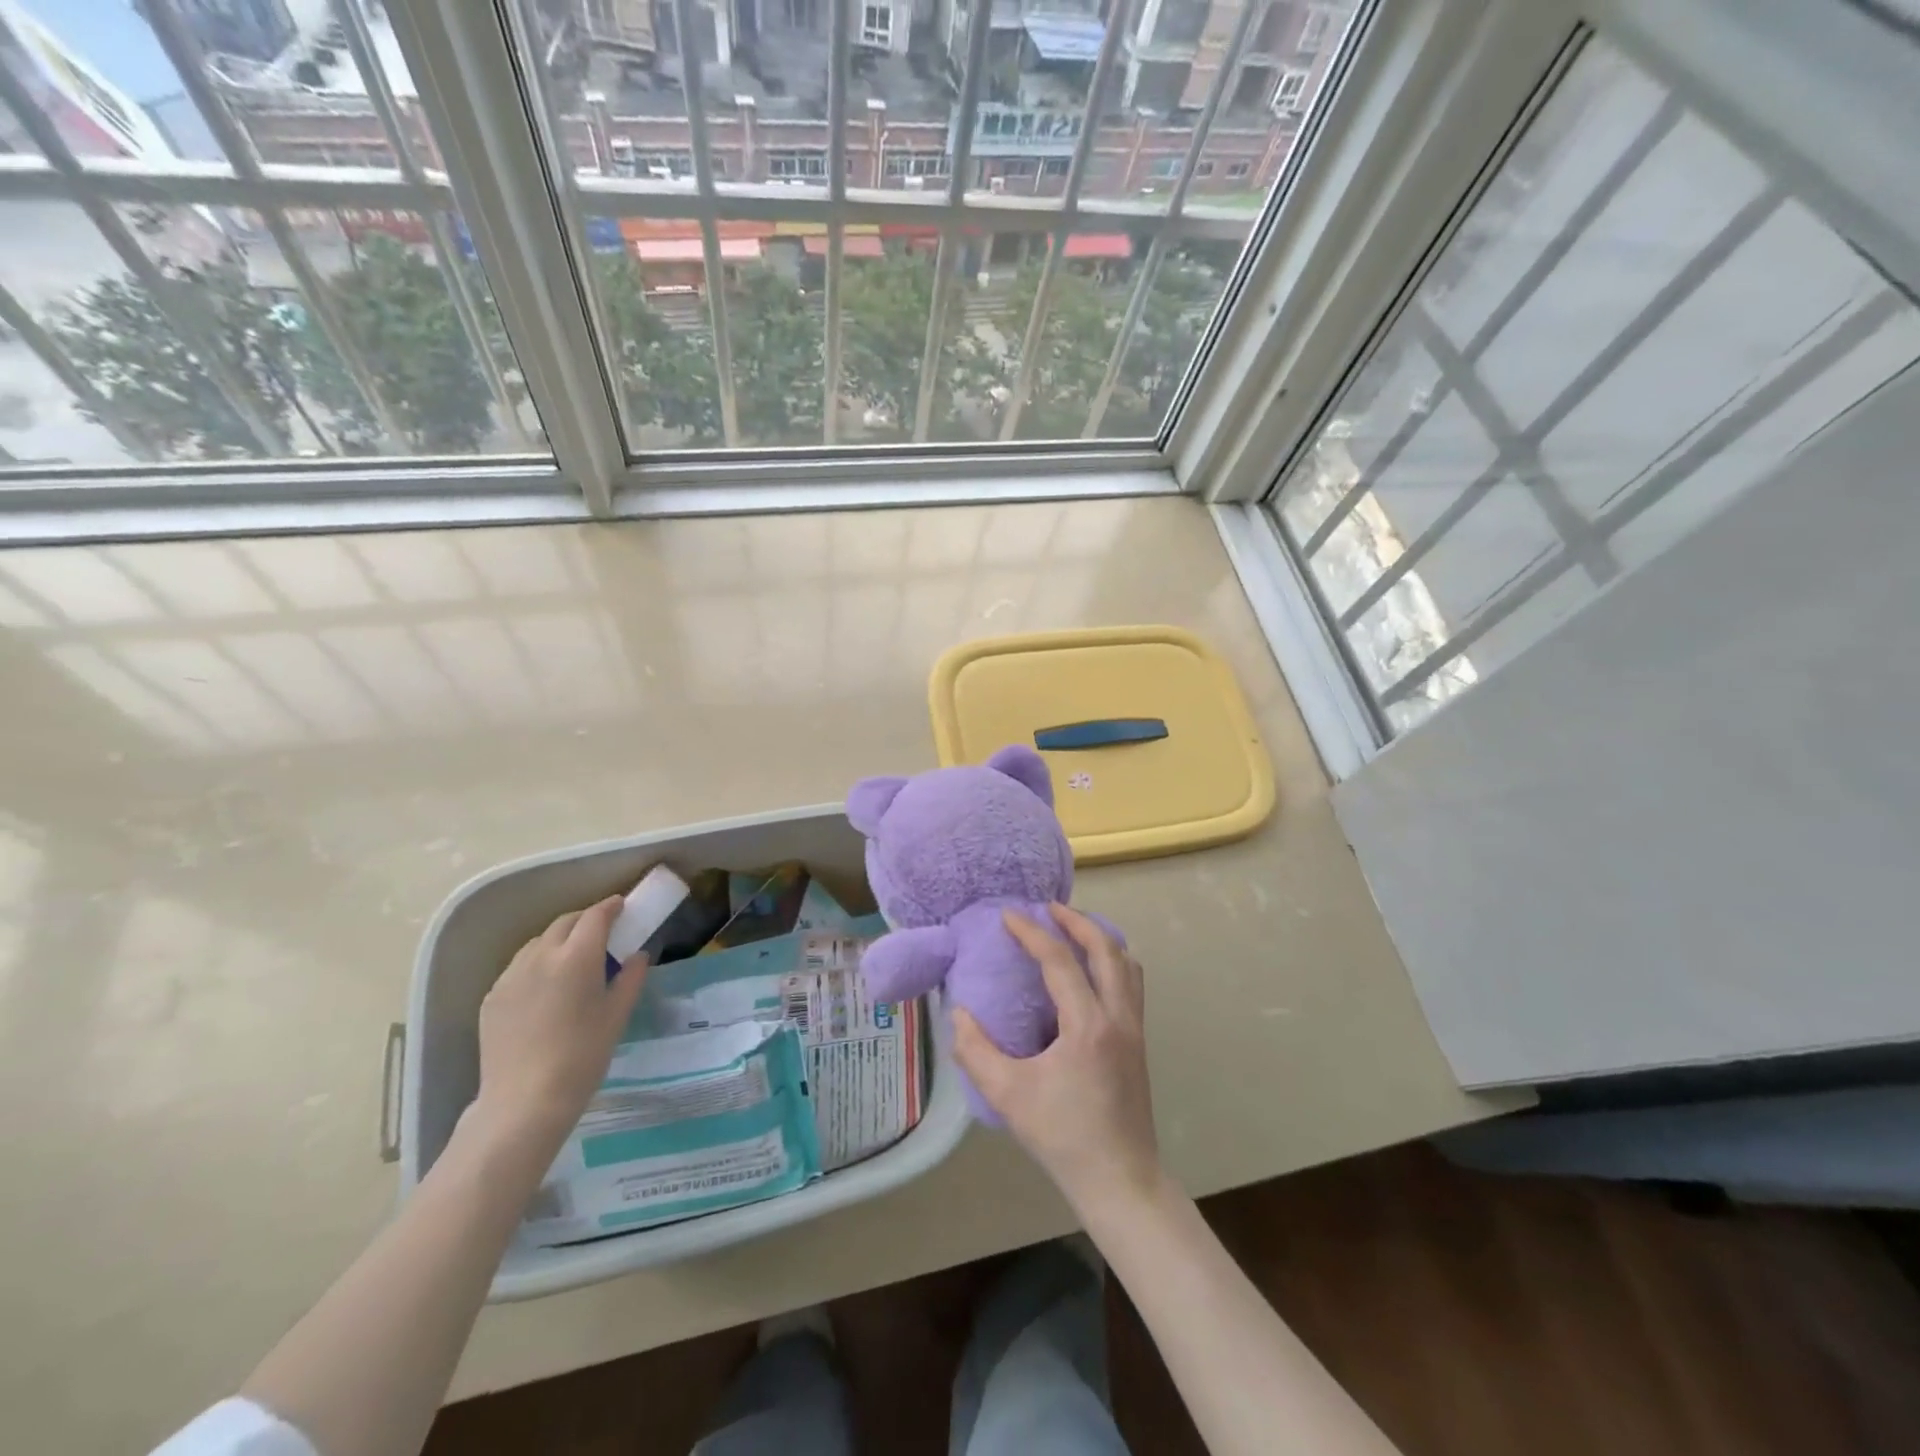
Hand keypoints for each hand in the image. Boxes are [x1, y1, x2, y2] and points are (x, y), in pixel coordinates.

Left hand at [469, 896, 648, 1154]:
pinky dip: (537, 964)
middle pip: (564, 923)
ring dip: (559, 940)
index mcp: (577, 957)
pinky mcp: (492, 997)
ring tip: (572, 960)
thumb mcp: (617, 1016)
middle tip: (602, 932)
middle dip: (585, 920)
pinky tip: (545, 989)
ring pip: (538, 943)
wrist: (524, 1102)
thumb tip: (638, 956)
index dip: (611, 907)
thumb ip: (631, 978)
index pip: (595, 916)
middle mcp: (541, 956)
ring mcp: (511, 976)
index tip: (622, 906)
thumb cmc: (582, 1056)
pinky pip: (519, 967)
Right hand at [952, 903, 1162, 1213]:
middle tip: (1048, 908)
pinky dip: (1112, 962)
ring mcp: (1135, 1028)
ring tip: (1072, 932)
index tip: (1008, 915)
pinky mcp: (1139, 1042)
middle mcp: (1118, 1016)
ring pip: (1127, 964)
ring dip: (1100, 938)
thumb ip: (976, 1051)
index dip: (1031, 933)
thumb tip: (959, 1014)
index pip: (1059, 960)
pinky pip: (1131, 983)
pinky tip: (1090, 973)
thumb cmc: (1063, 1136)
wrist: (1120, 1179)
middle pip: (1106, 948)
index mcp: (1087, 1025)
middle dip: (1077, 921)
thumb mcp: (1008, 1095)